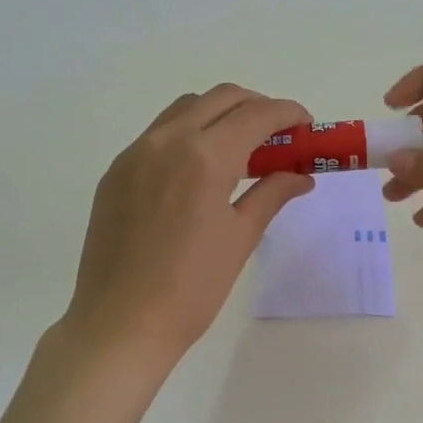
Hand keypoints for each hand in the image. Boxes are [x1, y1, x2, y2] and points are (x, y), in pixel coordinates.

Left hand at [63, 85, 314, 364]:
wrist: (120, 324)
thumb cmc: (191, 288)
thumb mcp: (240, 238)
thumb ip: (272, 195)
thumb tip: (300, 176)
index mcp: (204, 157)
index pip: (256, 115)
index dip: (288, 113)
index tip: (306, 127)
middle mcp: (167, 141)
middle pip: (221, 98)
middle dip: (256, 107)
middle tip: (277, 137)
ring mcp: (135, 154)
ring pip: (185, 109)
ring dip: (219, 115)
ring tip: (239, 150)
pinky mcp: (116, 171)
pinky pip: (158, 134)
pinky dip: (188, 135)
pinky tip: (198, 171)